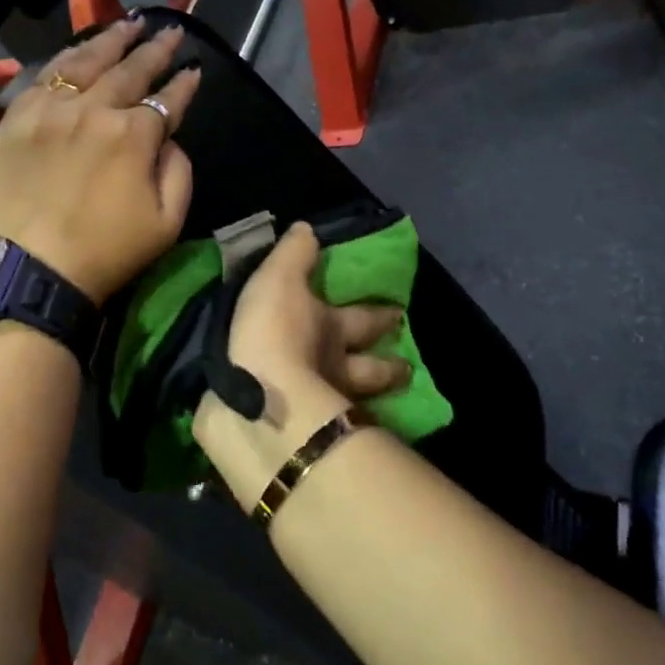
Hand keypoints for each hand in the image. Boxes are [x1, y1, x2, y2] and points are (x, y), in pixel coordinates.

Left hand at [0, 19, 200, 303]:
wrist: (30, 271)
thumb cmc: (106, 253)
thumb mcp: (167, 223)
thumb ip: (179, 171)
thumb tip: (169, 139)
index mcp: (133, 134)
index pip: (167, 98)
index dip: (184, 83)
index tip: (194, 69)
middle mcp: (92, 109)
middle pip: (129, 69)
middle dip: (154, 49)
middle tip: (169, 31)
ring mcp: (48, 110)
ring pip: (83, 61)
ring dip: (110, 40)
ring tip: (128, 24)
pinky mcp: (14, 121)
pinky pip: (41, 78)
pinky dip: (63, 60)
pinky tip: (75, 53)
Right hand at [192, 223, 410, 510]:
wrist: (257, 397)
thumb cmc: (272, 330)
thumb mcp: (279, 278)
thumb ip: (293, 254)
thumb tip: (308, 229)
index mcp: (333, 327)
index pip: (364, 318)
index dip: (380, 315)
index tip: (398, 313)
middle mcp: (337, 368)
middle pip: (370, 370)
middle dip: (388, 367)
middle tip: (407, 369)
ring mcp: (324, 405)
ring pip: (356, 403)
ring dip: (368, 402)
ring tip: (378, 407)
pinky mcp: (303, 435)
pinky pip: (325, 430)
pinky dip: (330, 428)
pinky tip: (331, 434)